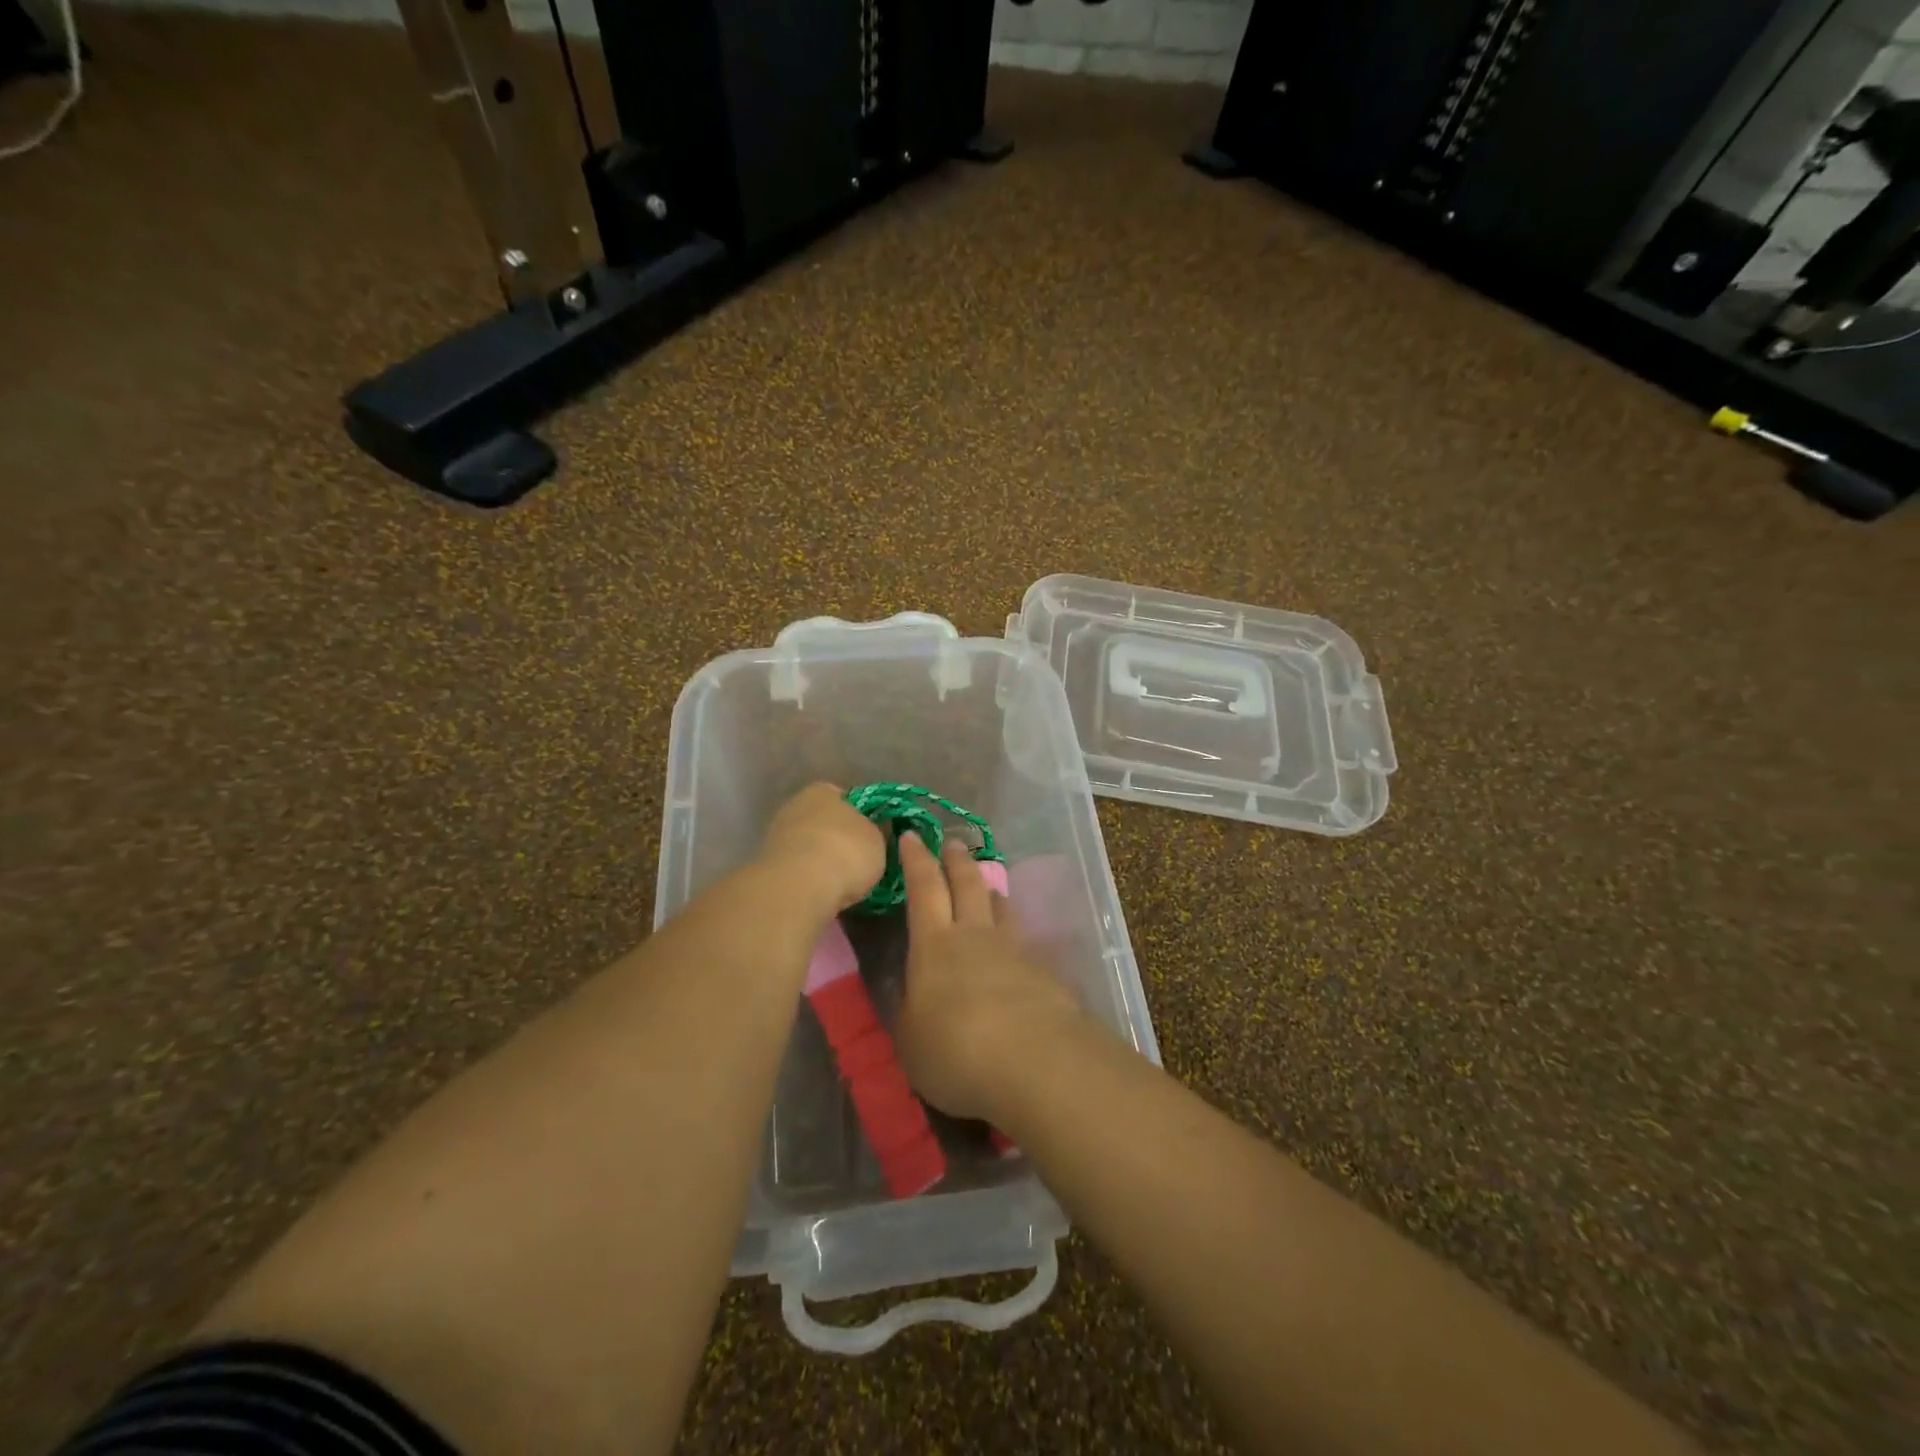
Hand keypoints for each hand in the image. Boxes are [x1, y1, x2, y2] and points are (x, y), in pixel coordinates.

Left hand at [758, 784, 886, 914]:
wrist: (799, 886)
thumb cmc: (846, 851)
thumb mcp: (878, 840)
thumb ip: (875, 832)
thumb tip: (873, 832)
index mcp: (823, 790)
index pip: (845, 798)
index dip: (861, 817)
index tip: (871, 837)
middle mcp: (795, 806)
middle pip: (824, 823)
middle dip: (838, 840)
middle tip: (857, 862)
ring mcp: (776, 836)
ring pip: (808, 847)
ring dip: (821, 861)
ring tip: (842, 884)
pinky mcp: (767, 866)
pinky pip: (797, 869)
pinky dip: (808, 879)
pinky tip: (822, 893)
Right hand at [894, 835, 1086, 1122]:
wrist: (1034, 1061)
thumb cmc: (956, 1051)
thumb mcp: (910, 1038)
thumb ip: (906, 1008)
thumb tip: (906, 986)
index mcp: (934, 944)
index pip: (923, 888)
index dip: (916, 859)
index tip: (911, 835)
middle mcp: (974, 934)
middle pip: (966, 883)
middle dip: (956, 860)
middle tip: (951, 843)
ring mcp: (1013, 948)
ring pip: (1000, 905)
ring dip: (989, 890)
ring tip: (985, 886)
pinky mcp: (1043, 970)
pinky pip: (1024, 938)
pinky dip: (1014, 932)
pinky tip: (1015, 945)